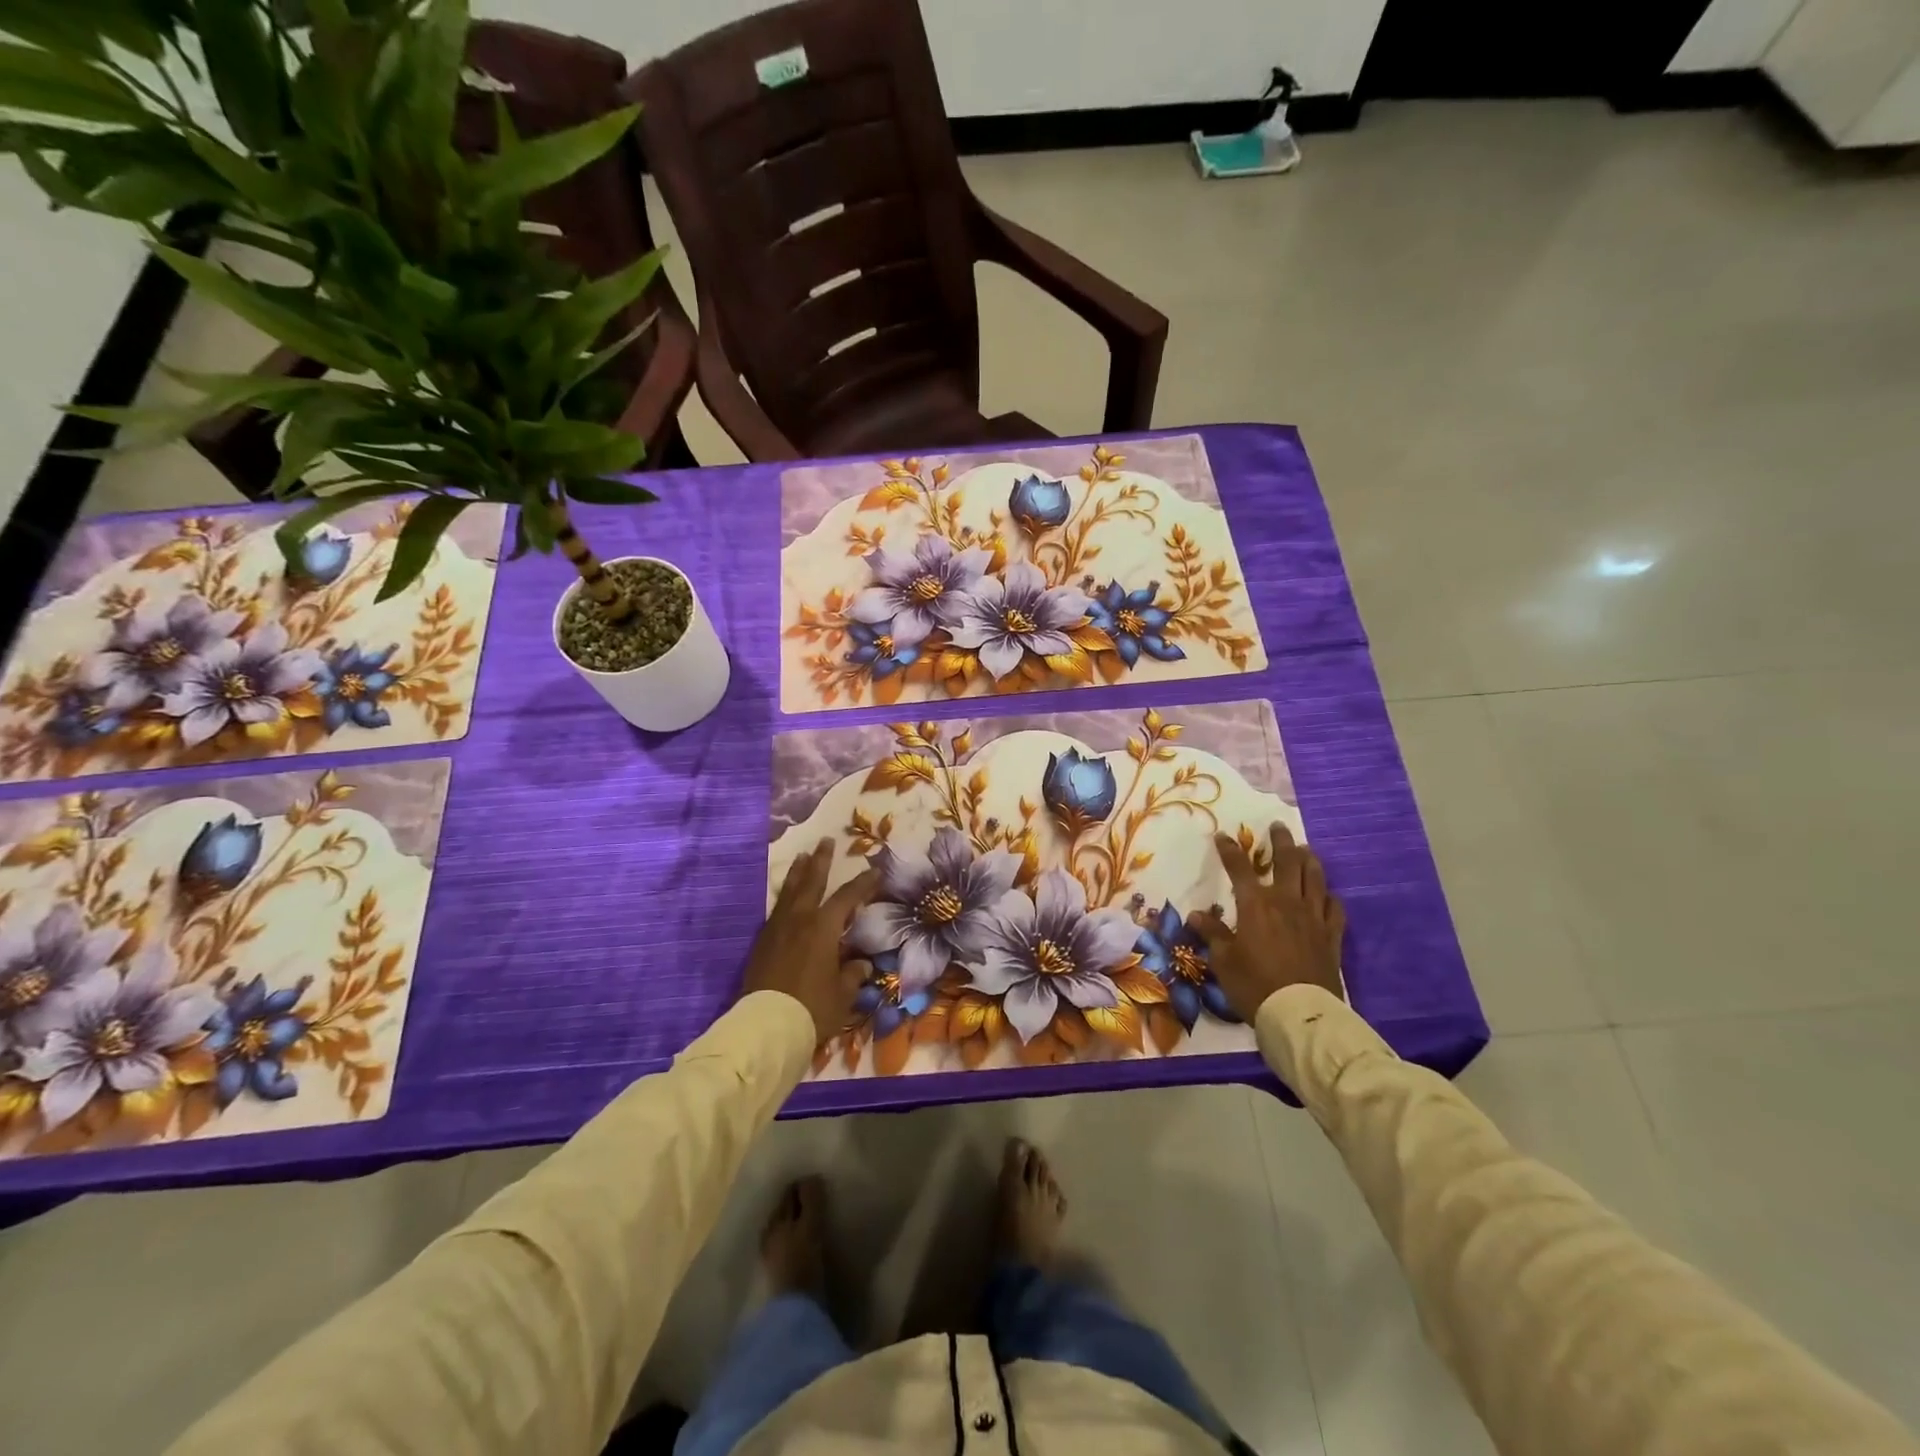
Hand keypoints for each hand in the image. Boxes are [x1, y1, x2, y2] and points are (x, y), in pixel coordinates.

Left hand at [740, 841, 880, 1044]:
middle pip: (812, 881)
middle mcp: (800, 919)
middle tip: (825, 841)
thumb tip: (861, 965)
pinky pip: (776, 910)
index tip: (876, 870)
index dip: (864, 883)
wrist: (766, 1026)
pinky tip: (786, 898)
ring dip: (798, 873)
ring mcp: (777, 929)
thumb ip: (852, 975)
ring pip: (789, 891)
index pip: (848, 897)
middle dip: (821, 860)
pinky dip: (784, 897)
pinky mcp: (762, 943)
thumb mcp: (842, 993)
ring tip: (802, 857)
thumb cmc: (812, 1007)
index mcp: (823, 927)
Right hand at [1189, 824, 1345, 1020]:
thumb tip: (1196, 915)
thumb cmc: (1254, 984)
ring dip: (1309, 860)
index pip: (1239, 868)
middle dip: (1281, 841)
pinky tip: (1326, 894)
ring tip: (1305, 850)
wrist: (1300, 1013)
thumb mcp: (1223, 960)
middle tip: (1277, 827)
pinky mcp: (1331, 936)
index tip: (1222, 836)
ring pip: (1315, 878)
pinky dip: (1329, 896)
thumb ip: (1213, 934)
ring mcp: (1313, 918)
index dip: (1230, 850)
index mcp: (1256, 905)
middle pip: (1287, 862)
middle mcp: (1286, 902)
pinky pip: (1335, 908)